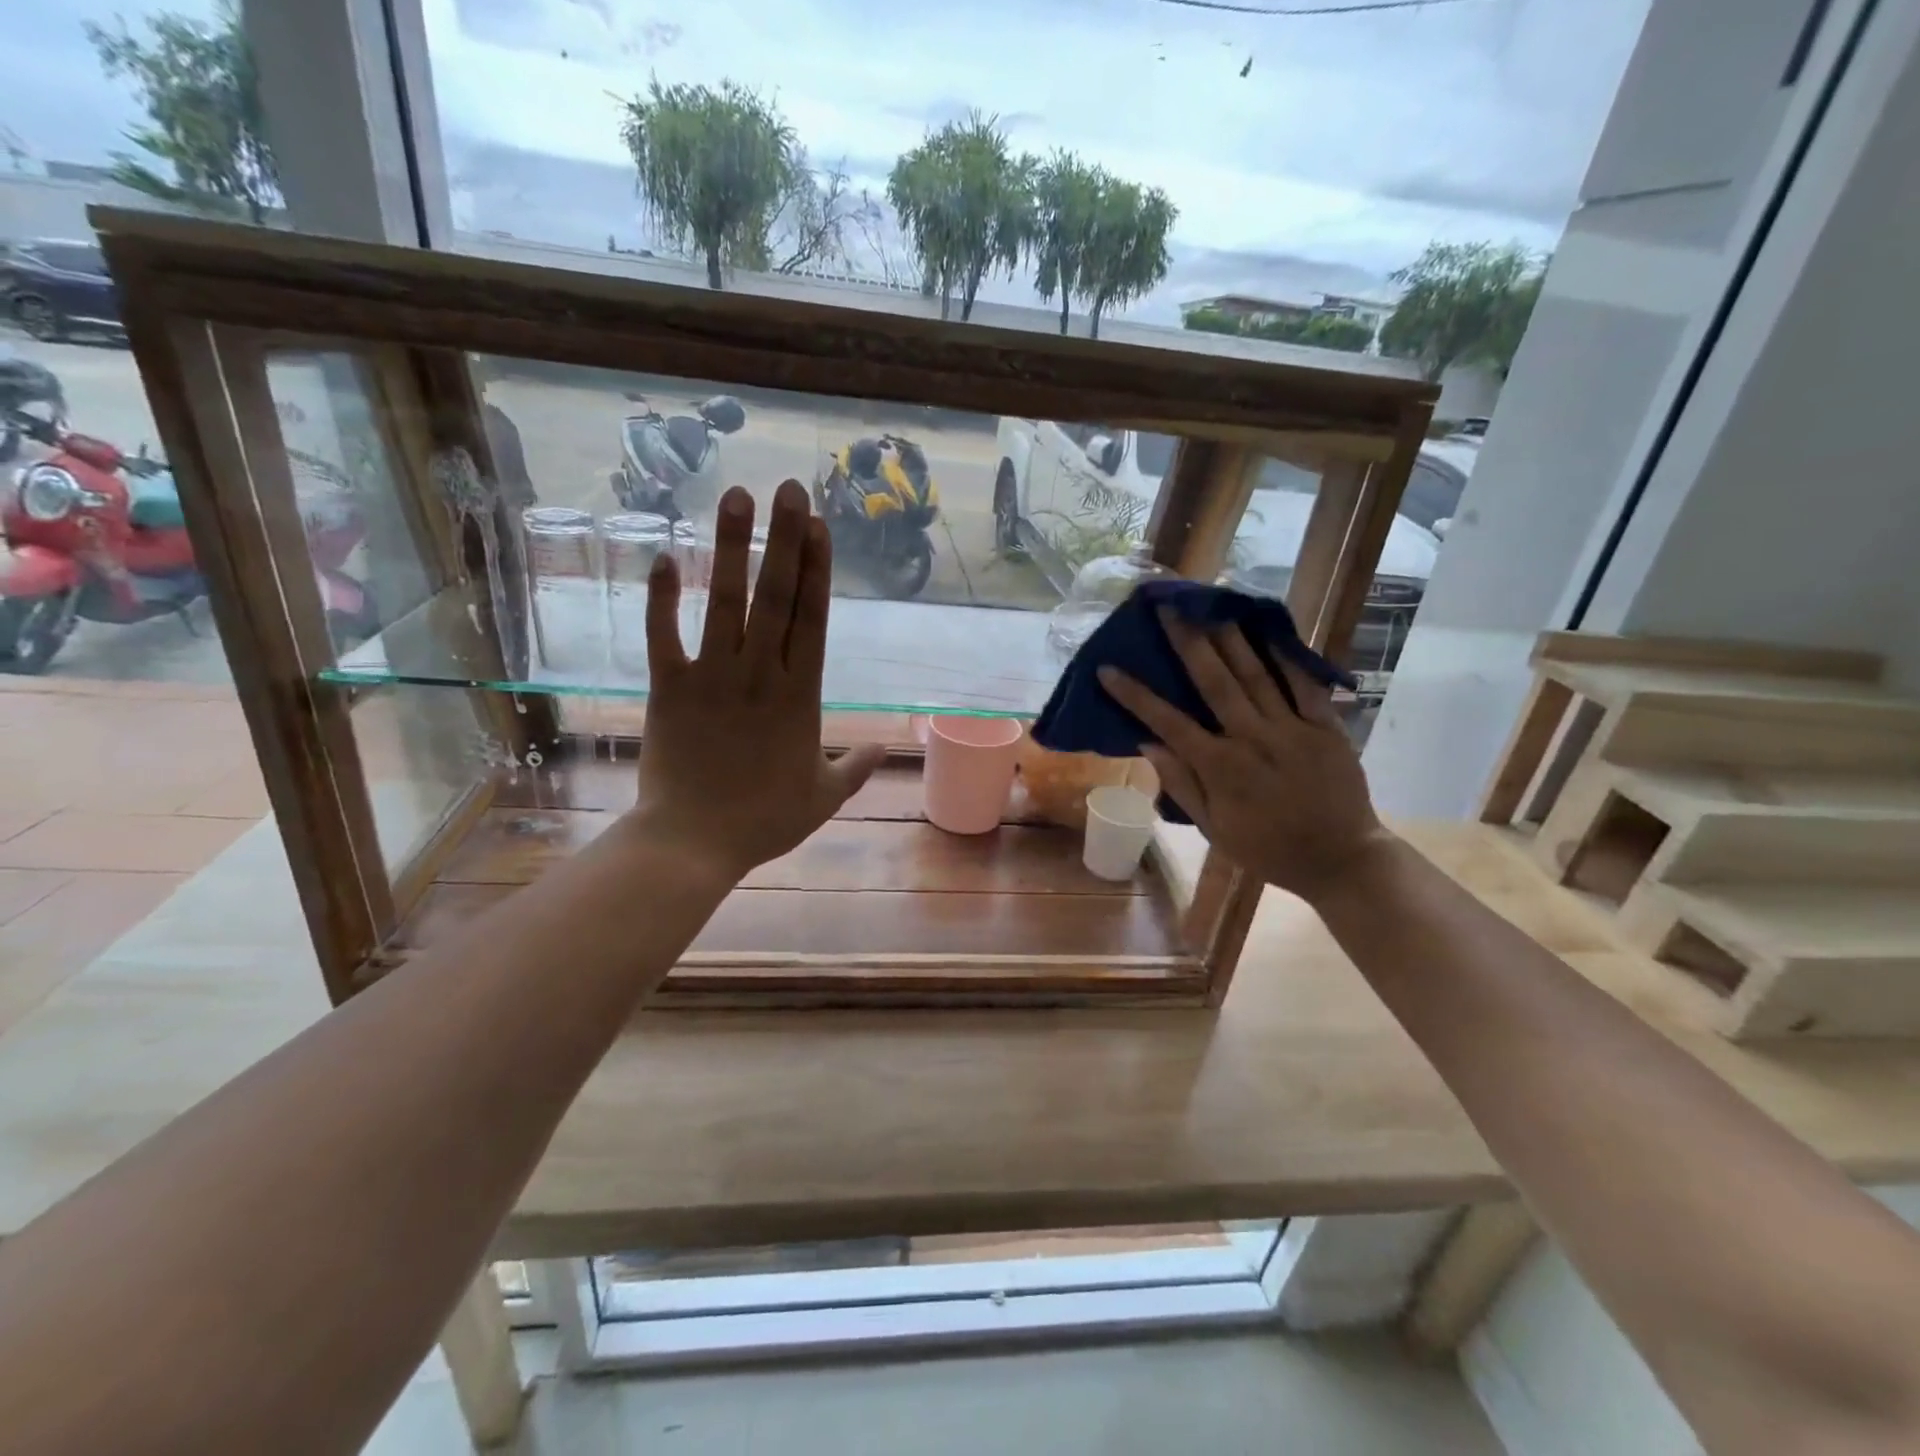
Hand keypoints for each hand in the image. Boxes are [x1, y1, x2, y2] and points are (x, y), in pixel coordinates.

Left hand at [629, 480, 884, 882]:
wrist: (693, 844)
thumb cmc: (764, 821)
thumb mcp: (824, 796)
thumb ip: (855, 767)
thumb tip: (885, 747)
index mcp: (799, 697)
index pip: (813, 620)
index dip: (818, 569)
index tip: (819, 525)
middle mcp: (759, 675)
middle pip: (776, 597)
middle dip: (783, 540)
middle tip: (788, 488)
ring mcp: (712, 678)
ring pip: (723, 603)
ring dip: (730, 548)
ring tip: (735, 498)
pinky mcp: (669, 689)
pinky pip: (663, 637)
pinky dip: (660, 599)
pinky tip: (661, 556)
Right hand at [1096, 612, 1390, 904]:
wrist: (1340, 860)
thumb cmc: (1267, 848)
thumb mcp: (1214, 828)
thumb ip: (1182, 784)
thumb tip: (1148, 743)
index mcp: (1221, 768)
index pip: (1168, 722)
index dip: (1135, 695)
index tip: (1108, 669)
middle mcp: (1253, 739)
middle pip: (1215, 681)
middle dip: (1187, 641)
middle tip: (1168, 607)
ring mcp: (1293, 729)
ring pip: (1256, 674)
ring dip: (1231, 637)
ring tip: (1211, 604)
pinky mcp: (1327, 727)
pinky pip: (1305, 685)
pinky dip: (1287, 657)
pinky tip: (1269, 631)